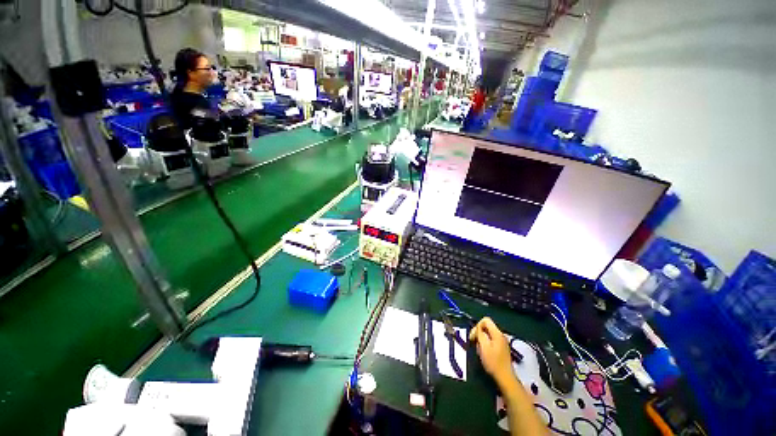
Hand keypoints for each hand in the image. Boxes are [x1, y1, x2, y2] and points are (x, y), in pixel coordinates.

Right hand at [469, 317, 514, 387]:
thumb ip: (480, 334)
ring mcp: (502, 342)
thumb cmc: (493, 362)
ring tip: (479, 350)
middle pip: (486, 327)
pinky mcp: (501, 348)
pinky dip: (485, 344)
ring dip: (481, 340)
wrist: (505, 378)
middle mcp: (500, 335)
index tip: (474, 335)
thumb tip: (478, 328)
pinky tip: (484, 353)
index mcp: (497, 333)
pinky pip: (491, 340)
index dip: (478, 325)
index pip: (485, 320)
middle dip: (478, 333)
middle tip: (474, 342)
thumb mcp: (484, 347)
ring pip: (487, 334)